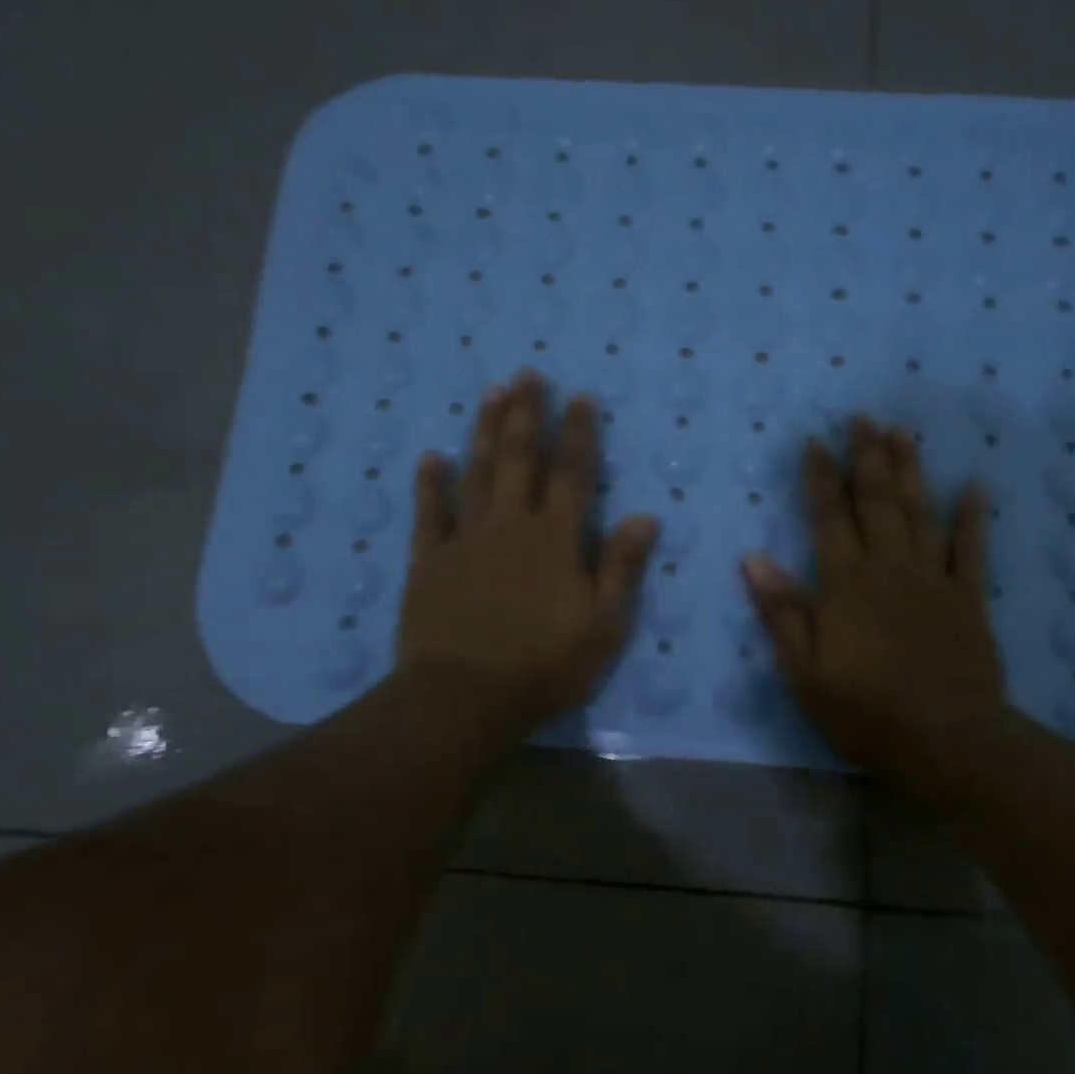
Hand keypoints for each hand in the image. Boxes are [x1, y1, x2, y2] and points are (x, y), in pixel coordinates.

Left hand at [395, 371, 658, 749]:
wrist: (463, 698)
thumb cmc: (543, 666)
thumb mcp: (602, 626)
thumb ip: (621, 567)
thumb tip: (645, 516)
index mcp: (555, 540)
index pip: (573, 474)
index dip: (578, 434)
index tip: (579, 396)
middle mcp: (511, 525)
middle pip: (521, 459)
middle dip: (527, 415)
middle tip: (527, 375)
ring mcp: (465, 539)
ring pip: (477, 473)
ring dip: (486, 432)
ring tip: (492, 394)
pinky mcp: (429, 561)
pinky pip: (430, 513)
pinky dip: (430, 483)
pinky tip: (432, 457)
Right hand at [742, 417, 1005, 792]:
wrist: (945, 740)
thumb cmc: (864, 711)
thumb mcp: (804, 672)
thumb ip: (782, 612)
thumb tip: (753, 559)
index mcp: (845, 584)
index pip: (828, 518)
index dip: (821, 478)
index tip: (816, 441)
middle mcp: (888, 568)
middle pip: (877, 502)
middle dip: (867, 457)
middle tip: (863, 417)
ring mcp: (932, 580)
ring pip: (919, 513)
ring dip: (911, 471)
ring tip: (903, 432)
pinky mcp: (968, 598)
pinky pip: (971, 550)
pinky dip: (973, 517)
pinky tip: (975, 486)